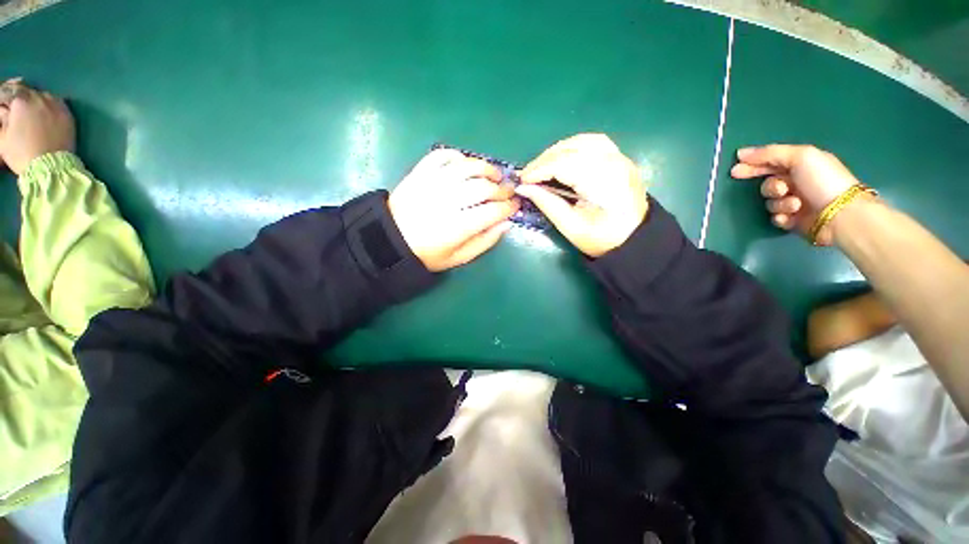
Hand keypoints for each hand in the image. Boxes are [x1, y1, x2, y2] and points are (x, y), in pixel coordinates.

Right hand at [0, 79, 75, 175]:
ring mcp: (55, 105)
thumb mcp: (3, 136)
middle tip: (19, 108)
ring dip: (37, 100)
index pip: (9, 92)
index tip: (4, 104)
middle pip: (27, 92)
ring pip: (43, 95)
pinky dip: (50, 105)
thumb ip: (3, 118)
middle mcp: (38, 99)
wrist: (50, 166)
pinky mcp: (68, 114)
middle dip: (21, 98)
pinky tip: (46, 112)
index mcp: (20, 102)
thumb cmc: (22, 153)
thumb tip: (4, 109)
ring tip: (33, 110)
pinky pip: (58, 103)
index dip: (5, 98)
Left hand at [389, 149, 518, 271]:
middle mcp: (447, 202)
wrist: (391, 240)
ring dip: (486, 168)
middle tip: (508, 191)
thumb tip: (506, 224)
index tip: (515, 205)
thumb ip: (484, 242)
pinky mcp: (420, 173)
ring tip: (494, 175)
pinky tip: (466, 164)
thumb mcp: (459, 257)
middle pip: (483, 188)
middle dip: (502, 189)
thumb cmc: (428, 253)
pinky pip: (442, 156)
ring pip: (467, 167)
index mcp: (457, 227)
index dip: (508, 207)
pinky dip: (458, 156)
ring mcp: (432, 184)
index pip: (492, 211)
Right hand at [516, 134, 646, 257]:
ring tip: (542, 166)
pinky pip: (593, 143)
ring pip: (583, 141)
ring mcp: (621, 158)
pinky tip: (562, 159)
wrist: (634, 240)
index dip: (540, 170)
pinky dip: (573, 147)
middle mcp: (615, 163)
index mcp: (604, 183)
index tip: (522, 181)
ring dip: (557, 151)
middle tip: (527, 175)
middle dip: (545, 160)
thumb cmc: (601, 239)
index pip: (565, 164)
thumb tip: (523, 188)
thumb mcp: (570, 227)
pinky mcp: (620, 158)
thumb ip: (547, 204)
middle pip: (573, 149)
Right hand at [731, 144, 859, 245]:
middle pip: (767, 183)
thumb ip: (770, 153)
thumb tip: (741, 153)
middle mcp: (796, 182)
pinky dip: (782, 216)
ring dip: (780, 203)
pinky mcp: (793, 220)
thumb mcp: (800, 156)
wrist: (839, 214)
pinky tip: (794, 216)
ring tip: (797, 204)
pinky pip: (775, 217)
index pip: (769, 162)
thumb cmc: (822, 181)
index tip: (735, 170)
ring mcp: (794, 202)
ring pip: (770, 202)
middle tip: (780, 190)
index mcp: (800, 165)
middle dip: (771, 187)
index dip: (751, 165)